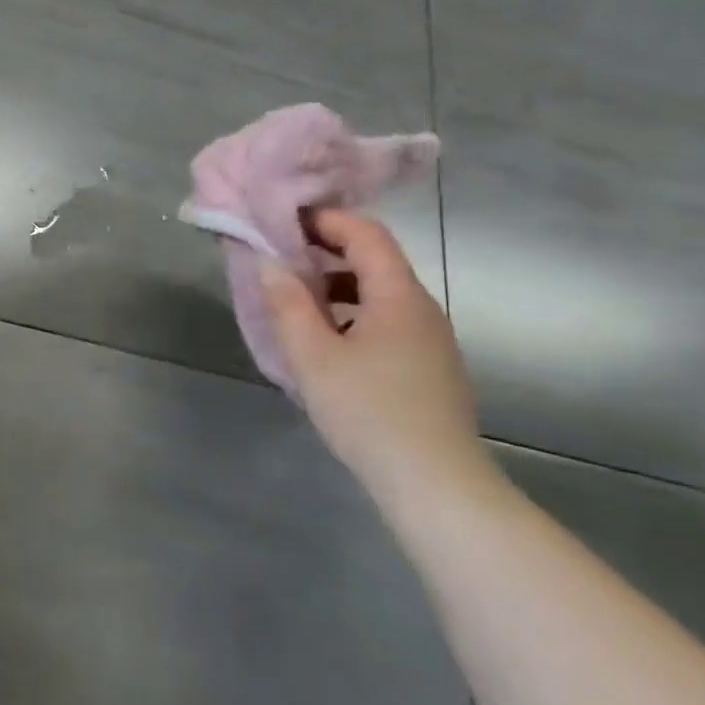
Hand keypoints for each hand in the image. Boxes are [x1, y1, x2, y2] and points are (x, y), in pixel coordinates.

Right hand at [261, 211, 490, 505]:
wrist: (434, 484)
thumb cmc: (368, 410)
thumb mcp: (311, 355)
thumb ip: (287, 303)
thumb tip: (270, 262)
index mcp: (398, 296)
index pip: (366, 234)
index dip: (325, 220)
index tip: (283, 223)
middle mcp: (421, 309)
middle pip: (374, 262)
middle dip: (324, 253)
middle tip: (279, 262)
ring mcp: (430, 341)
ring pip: (379, 295)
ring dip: (335, 287)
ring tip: (294, 304)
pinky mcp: (429, 369)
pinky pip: (386, 323)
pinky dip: (351, 315)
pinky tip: (324, 344)